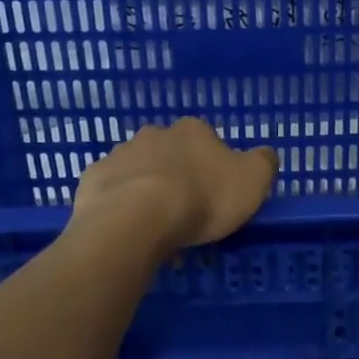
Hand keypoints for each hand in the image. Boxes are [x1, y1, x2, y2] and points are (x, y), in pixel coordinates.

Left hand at [71, 118, 278, 253]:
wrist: (134, 220)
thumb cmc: (201, 199)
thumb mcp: (252, 182)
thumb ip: (263, 163)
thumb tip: (265, 154)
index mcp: (193, 131)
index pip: (207, 140)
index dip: (212, 166)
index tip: (215, 193)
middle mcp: (154, 134)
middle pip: (169, 151)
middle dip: (175, 173)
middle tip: (183, 209)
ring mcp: (119, 154)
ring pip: (137, 168)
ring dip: (145, 187)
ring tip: (152, 224)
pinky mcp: (93, 179)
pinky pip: (109, 189)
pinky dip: (117, 203)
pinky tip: (124, 227)